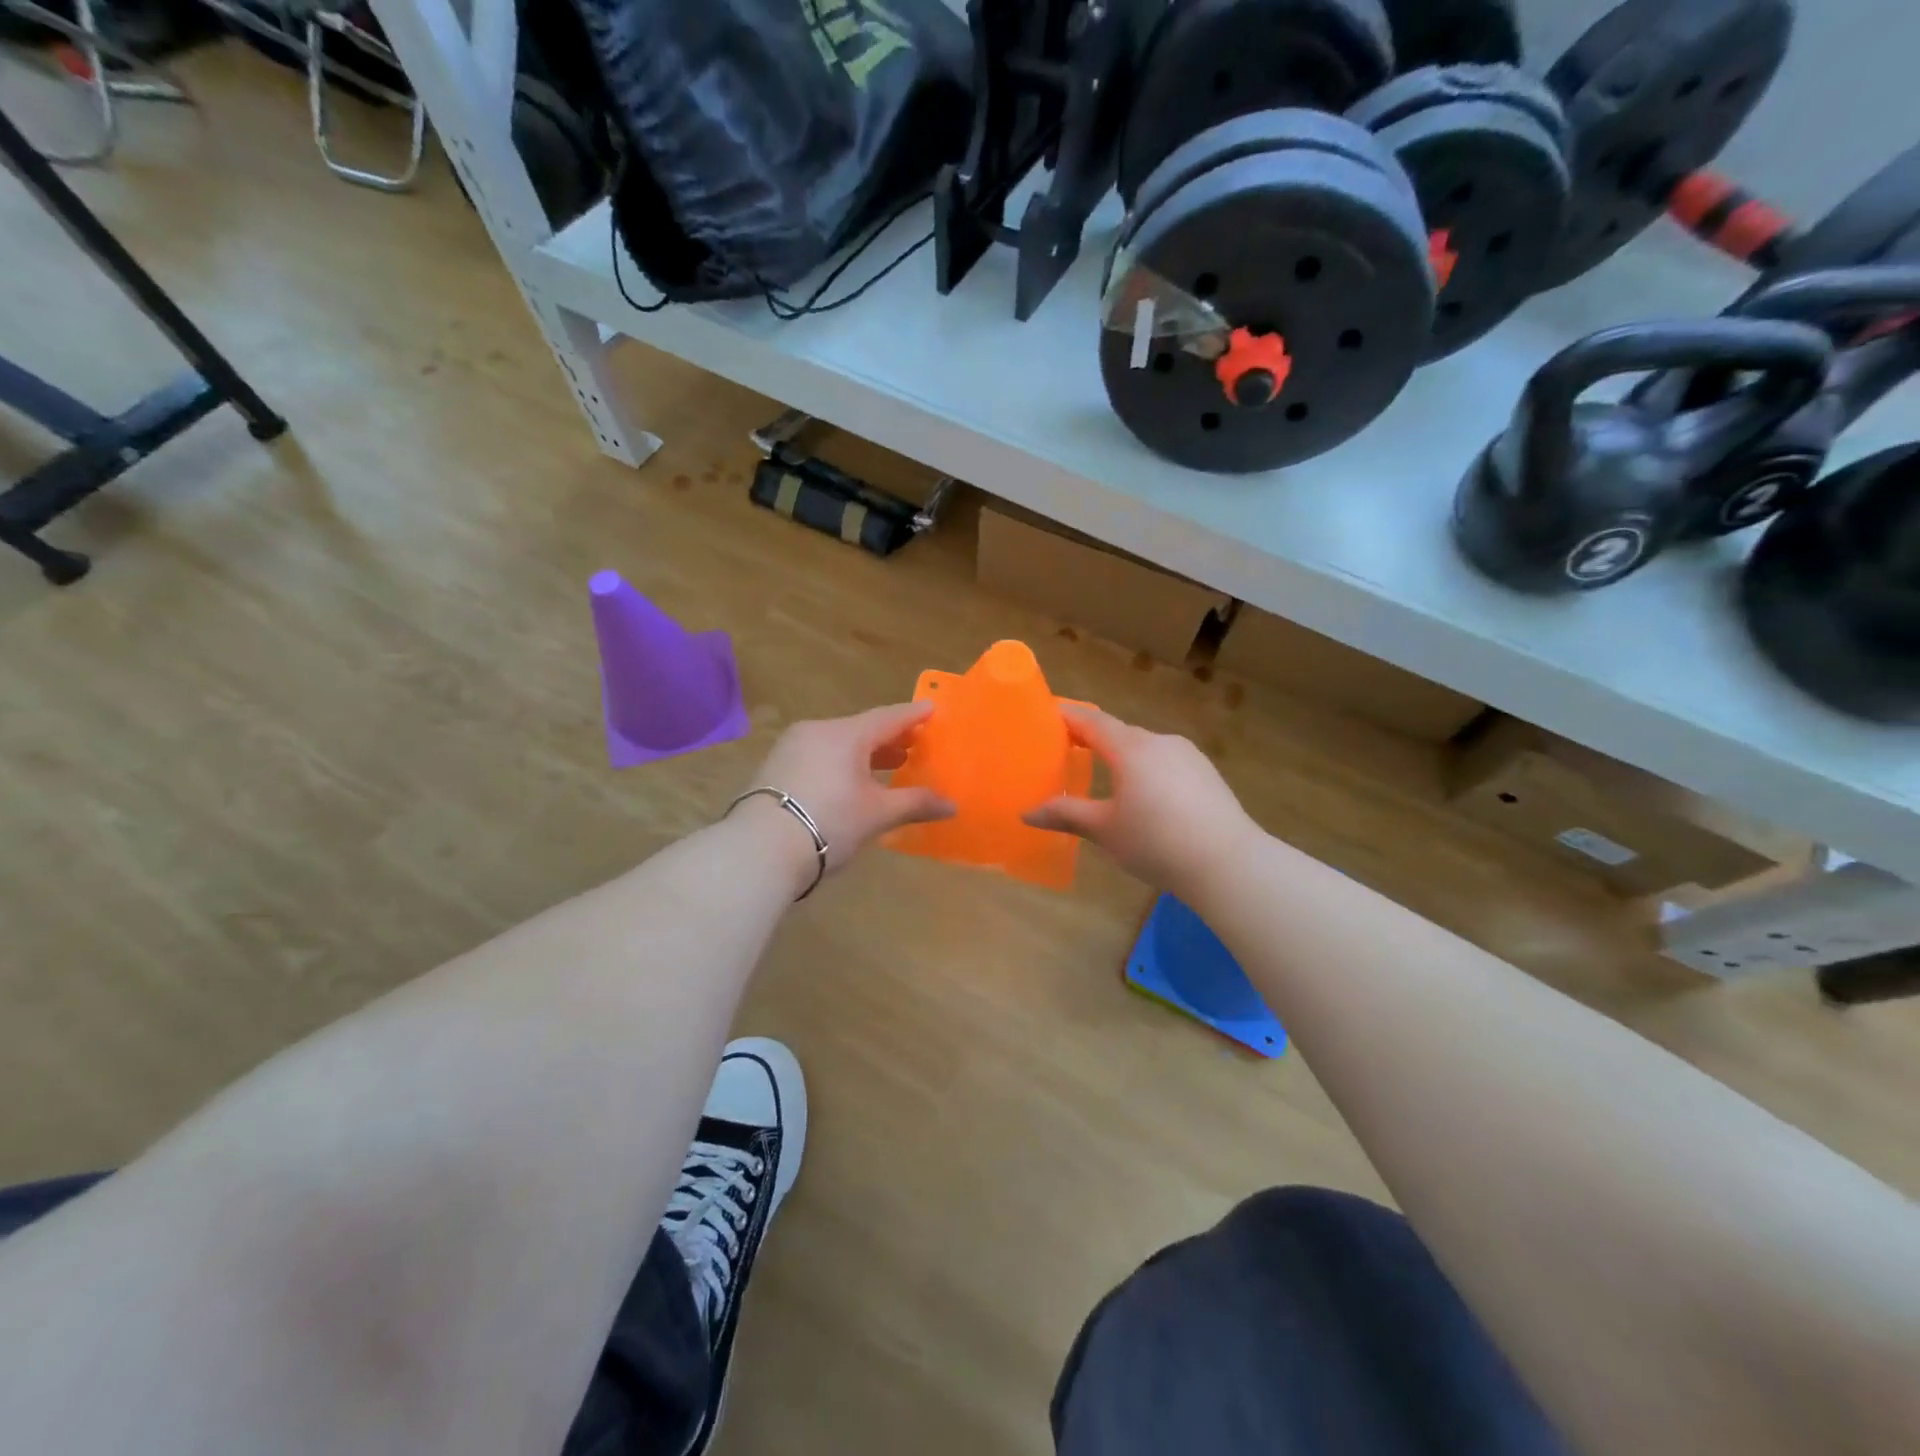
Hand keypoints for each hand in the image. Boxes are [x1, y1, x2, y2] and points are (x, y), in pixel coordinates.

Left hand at [731, 702, 955, 888]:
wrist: (760, 848)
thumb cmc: (829, 822)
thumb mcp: (877, 814)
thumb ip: (916, 803)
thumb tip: (953, 805)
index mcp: (847, 733)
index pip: (889, 717)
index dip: (914, 715)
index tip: (933, 709)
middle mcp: (818, 730)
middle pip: (862, 728)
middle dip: (891, 738)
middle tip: (915, 745)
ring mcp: (792, 747)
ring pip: (838, 742)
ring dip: (865, 753)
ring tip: (888, 765)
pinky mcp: (775, 767)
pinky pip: (819, 755)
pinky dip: (841, 763)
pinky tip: (850, 782)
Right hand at [1024, 705, 1260, 898]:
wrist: (1229, 864)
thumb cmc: (1157, 843)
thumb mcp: (1105, 830)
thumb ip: (1066, 815)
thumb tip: (1027, 813)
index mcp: (1131, 748)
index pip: (1090, 720)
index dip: (1065, 716)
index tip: (1044, 716)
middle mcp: (1160, 741)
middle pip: (1118, 732)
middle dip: (1091, 739)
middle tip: (1065, 752)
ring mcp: (1187, 755)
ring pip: (1144, 747)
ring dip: (1120, 755)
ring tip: (1102, 776)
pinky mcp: (1205, 773)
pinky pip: (1165, 761)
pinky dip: (1145, 769)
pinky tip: (1144, 796)